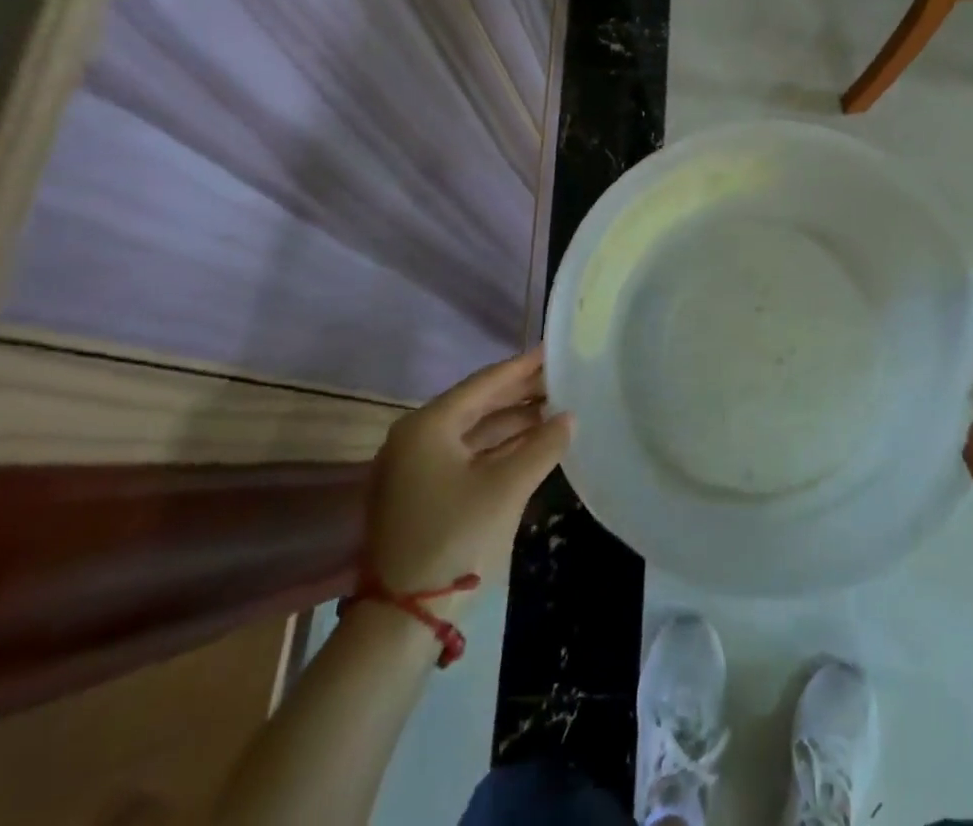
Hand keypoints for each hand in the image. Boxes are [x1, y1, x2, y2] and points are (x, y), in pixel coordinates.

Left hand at [366, 353, 571, 605]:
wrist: (403, 621)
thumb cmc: (456, 539)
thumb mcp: (507, 488)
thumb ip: (543, 445)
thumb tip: (568, 418)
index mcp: (428, 426)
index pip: (484, 383)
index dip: (522, 367)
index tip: (552, 350)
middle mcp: (416, 439)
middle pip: (478, 405)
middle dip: (520, 393)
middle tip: (560, 377)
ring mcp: (415, 470)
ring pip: (473, 433)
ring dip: (513, 422)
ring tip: (555, 408)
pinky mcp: (421, 496)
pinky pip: (467, 457)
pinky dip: (499, 449)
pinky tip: (531, 445)